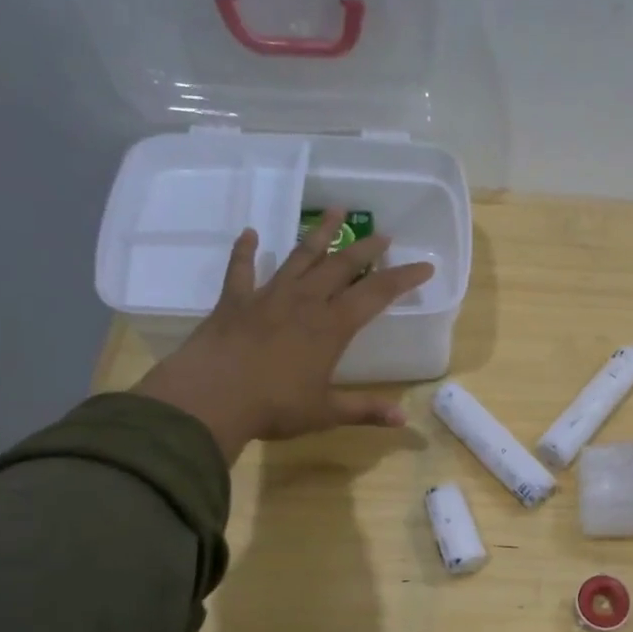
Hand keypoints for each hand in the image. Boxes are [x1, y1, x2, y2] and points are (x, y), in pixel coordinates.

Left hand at [133, 211, 434, 464]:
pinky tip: (249, 233)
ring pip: (299, 257)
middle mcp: (304, 302)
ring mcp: (267, 297)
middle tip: (383, 234)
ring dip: (319, 234)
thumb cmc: (273, 407)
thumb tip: (403, 419)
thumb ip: (364, 410)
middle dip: (366, 249)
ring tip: (336, 211)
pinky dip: (245, 251)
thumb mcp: (325, 413)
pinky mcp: (234, 302)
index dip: (403, 278)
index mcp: (331, 327)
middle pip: (341, 266)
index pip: (376, 294)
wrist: (208, 400)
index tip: (425, 266)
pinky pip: (241, 270)